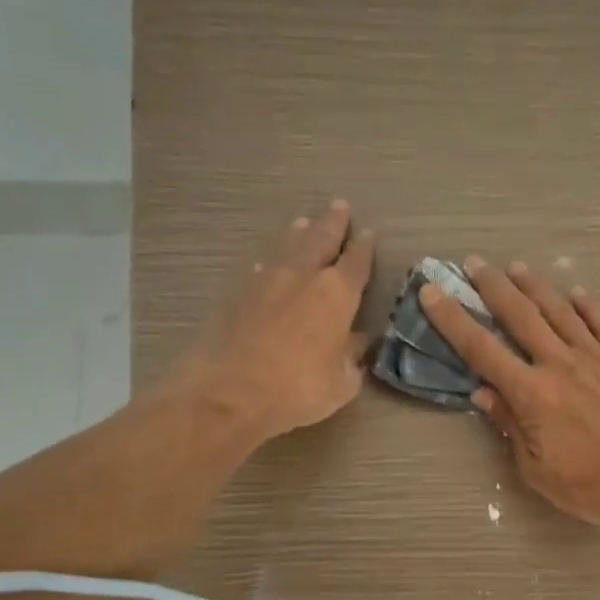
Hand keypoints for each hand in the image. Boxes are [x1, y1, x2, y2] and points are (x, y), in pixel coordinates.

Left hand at [173, 201, 373, 440]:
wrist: (231, 392)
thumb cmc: (299, 389)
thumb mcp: (341, 383)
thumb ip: (351, 357)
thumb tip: (357, 342)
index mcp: (337, 294)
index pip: (356, 262)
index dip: (364, 248)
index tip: (368, 234)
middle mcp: (303, 276)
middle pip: (321, 239)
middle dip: (333, 223)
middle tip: (339, 207)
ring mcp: (267, 281)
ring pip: (288, 247)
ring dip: (299, 234)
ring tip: (304, 222)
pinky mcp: (238, 294)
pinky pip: (261, 269)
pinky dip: (271, 264)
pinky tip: (268, 266)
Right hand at [418, 257, 599, 529]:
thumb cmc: (587, 483)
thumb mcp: (534, 468)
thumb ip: (509, 425)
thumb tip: (483, 393)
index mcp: (531, 393)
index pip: (481, 350)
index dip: (452, 320)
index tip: (432, 293)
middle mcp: (559, 364)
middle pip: (520, 315)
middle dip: (492, 286)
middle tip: (474, 262)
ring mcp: (594, 357)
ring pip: (559, 310)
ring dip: (535, 285)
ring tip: (516, 267)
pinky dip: (587, 304)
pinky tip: (576, 292)